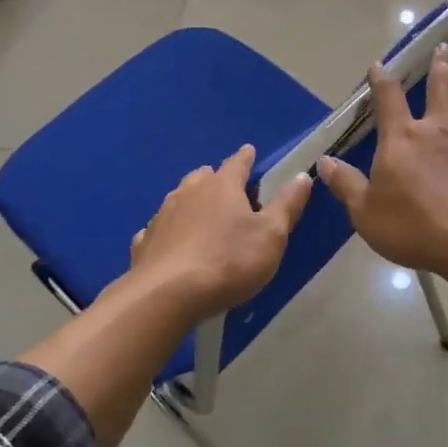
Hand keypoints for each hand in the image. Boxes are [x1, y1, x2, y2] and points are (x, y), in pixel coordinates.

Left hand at [129, 144, 312, 318]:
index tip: (250, 152)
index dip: (246, 157)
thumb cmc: (228, 261)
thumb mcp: (271, 235)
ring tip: (201, 214)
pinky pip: (159, 229)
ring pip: (179, 199)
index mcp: (222, 186)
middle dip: (216, 179)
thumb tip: (303, 175)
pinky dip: (168, 231)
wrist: (167, 295)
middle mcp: (189, 192)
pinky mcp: (144, 242)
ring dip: (191, 203)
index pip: (237, 163)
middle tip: (227, 189)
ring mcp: (162, 216)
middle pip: (204, 177)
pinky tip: (171, 243)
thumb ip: (287, 205)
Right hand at [318, 44, 447, 277]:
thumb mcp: (365, 211)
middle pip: (440, 89)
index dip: (381, 80)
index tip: (378, 66)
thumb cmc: (414, 226)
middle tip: (443, 48)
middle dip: (439, 67)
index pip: (389, 98)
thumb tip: (324, 162)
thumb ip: (346, 184)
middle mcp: (439, 130)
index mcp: (403, 137)